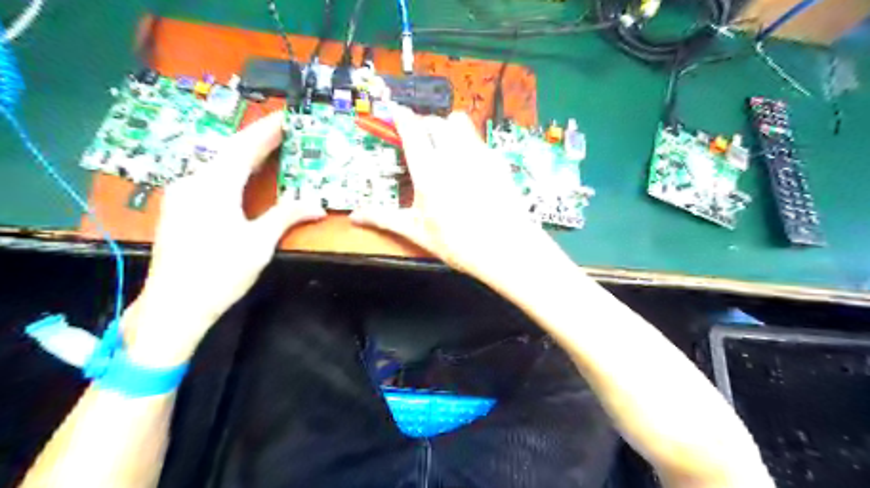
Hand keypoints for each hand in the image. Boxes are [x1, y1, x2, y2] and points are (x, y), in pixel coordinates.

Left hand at [123, 113, 325, 366]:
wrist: (174, 306)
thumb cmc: (219, 273)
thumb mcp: (259, 244)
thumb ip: (286, 216)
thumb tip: (318, 205)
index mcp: (213, 186)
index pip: (245, 148)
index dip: (267, 131)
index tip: (287, 116)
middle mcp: (194, 182)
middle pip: (229, 152)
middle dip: (257, 139)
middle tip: (284, 130)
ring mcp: (183, 194)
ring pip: (218, 165)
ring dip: (245, 155)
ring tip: (269, 149)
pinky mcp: (181, 208)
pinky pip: (210, 178)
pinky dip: (233, 171)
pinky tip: (244, 176)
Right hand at [350, 106, 556, 278]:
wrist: (505, 247)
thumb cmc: (457, 242)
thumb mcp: (417, 231)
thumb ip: (384, 218)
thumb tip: (354, 216)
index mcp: (429, 171)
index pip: (412, 129)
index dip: (401, 116)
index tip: (395, 112)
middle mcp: (453, 154)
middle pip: (435, 121)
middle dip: (424, 124)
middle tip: (419, 141)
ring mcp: (478, 154)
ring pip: (460, 123)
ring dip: (447, 128)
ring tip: (445, 149)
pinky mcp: (497, 160)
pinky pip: (478, 139)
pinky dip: (468, 144)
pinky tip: (469, 168)